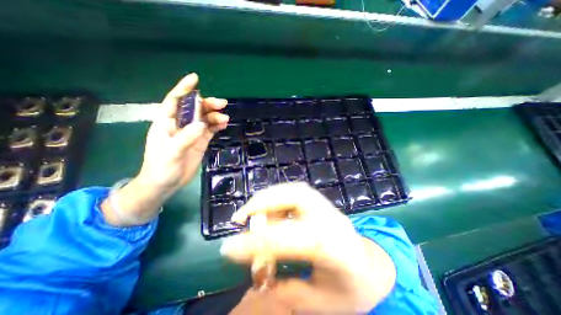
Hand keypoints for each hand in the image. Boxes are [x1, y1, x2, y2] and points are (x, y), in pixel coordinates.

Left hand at [137, 73, 229, 194]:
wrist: (165, 184)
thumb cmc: (161, 167)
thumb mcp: (171, 152)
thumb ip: (186, 137)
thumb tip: (202, 124)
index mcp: (167, 123)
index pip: (175, 101)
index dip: (184, 89)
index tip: (195, 78)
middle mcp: (180, 125)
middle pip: (195, 109)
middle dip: (208, 104)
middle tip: (222, 104)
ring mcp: (191, 133)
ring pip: (204, 119)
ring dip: (215, 116)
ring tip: (225, 119)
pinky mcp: (200, 142)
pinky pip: (210, 130)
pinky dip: (216, 126)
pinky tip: (223, 124)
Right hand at [221, 184, 396, 312]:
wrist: (372, 268)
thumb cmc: (351, 290)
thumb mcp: (320, 303)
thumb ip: (287, 292)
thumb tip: (257, 277)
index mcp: (334, 248)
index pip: (291, 239)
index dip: (258, 242)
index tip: (228, 248)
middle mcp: (330, 219)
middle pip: (296, 197)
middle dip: (264, 203)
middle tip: (240, 217)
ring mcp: (327, 206)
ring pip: (295, 190)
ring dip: (269, 197)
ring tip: (251, 211)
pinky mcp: (322, 202)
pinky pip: (296, 191)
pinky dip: (277, 195)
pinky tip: (269, 208)